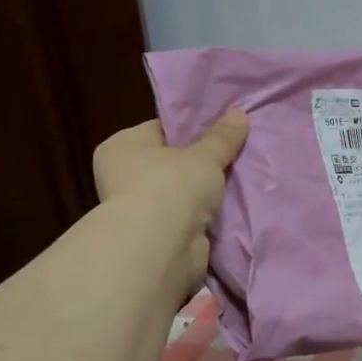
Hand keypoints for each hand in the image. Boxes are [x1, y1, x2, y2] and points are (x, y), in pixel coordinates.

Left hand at [91, 111, 248, 301]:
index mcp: (122, 146)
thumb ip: (222, 137)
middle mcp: (122, 175)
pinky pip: (187, 217)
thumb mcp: (205, 155)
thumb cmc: (172, 185)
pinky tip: (231, 207)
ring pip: (182, 192)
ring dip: (204, 192)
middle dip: (201, 163)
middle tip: (235, 154)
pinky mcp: (156, 236)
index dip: (191, 129)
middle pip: (171, 162)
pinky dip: (204, 216)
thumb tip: (240, 113)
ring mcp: (139, 209)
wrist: (161, 247)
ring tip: (240, 179)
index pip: (160, 129)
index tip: (221, 131)